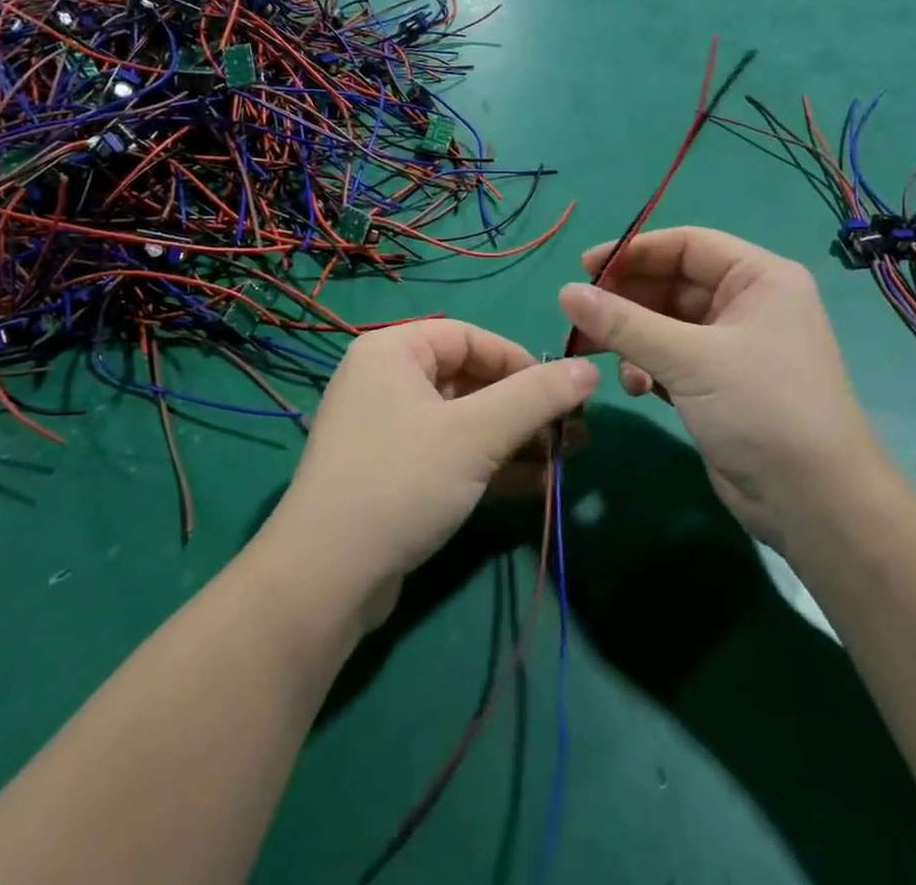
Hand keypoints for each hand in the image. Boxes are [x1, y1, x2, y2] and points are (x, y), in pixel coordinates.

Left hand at [261, 321, 596, 630]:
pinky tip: (538, 485)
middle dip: (524, 408)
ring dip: (516, 439)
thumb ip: (535, 398)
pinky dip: (491, 465)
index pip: (470, 337)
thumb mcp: (476, 435)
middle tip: (575, 433)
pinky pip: (451, 454)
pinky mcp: (393, 474)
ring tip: (568, 460)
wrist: (326, 578)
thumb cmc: (402, 481)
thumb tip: (589, 369)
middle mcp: (386, 381)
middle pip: (470, 380)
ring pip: (464, 421)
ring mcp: (387, 430)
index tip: (564, 392)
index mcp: (393, 351)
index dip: (520, 362)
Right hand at [558, 227, 900, 549]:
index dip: (634, 251)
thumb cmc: (762, 409)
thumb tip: (565, 291)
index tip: (585, 268)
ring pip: (664, 324)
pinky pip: (669, 358)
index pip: (687, 245)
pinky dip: (647, 367)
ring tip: (604, 359)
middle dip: (627, 301)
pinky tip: (637, 388)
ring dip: (632, 339)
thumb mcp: (689, 359)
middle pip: (671, 284)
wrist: (815, 506)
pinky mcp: (718, 384)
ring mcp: (732, 346)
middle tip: (583, 318)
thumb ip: (623, 323)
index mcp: (758, 279)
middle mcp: (747, 304)